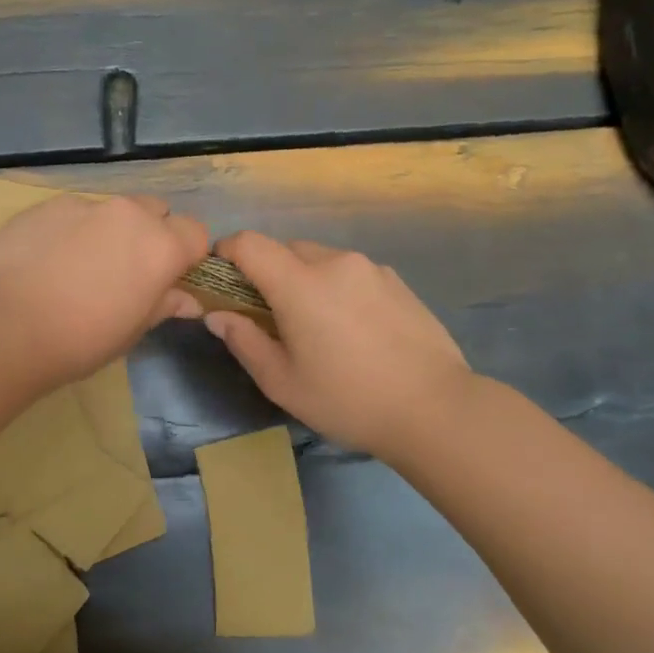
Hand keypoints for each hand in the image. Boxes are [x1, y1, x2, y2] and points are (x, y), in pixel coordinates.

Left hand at [0, 194, 208, 384]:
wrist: (5, 323)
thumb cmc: (81, 339)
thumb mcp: (131, 331)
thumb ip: (163, 305)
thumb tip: (188, 301)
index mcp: (161, 246)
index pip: (196, 233)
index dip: (187, 254)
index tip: (169, 278)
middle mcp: (129, 214)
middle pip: (156, 211)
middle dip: (150, 234)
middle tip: (126, 271)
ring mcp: (85, 205)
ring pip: (112, 210)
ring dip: (109, 231)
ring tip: (79, 267)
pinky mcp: (47, 205)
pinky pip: (73, 213)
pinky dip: (71, 231)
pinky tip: (46, 261)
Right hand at [203, 232, 472, 460]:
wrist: (435, 408)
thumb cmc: (347, 399)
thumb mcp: (282, 382)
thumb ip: (244, 341)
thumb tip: (218, 315)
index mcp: (300, 284)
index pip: (250, 243)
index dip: (227, 251)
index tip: (221, 279)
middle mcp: (335, 263)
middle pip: (285, 249)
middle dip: (267, 272)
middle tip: (269, 315)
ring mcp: (371, 269)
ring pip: (321, 260)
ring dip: (304, 280)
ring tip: (316, 326)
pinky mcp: (397, 282)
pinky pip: (351, 273)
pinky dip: (337, 288)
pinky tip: (353, 330)